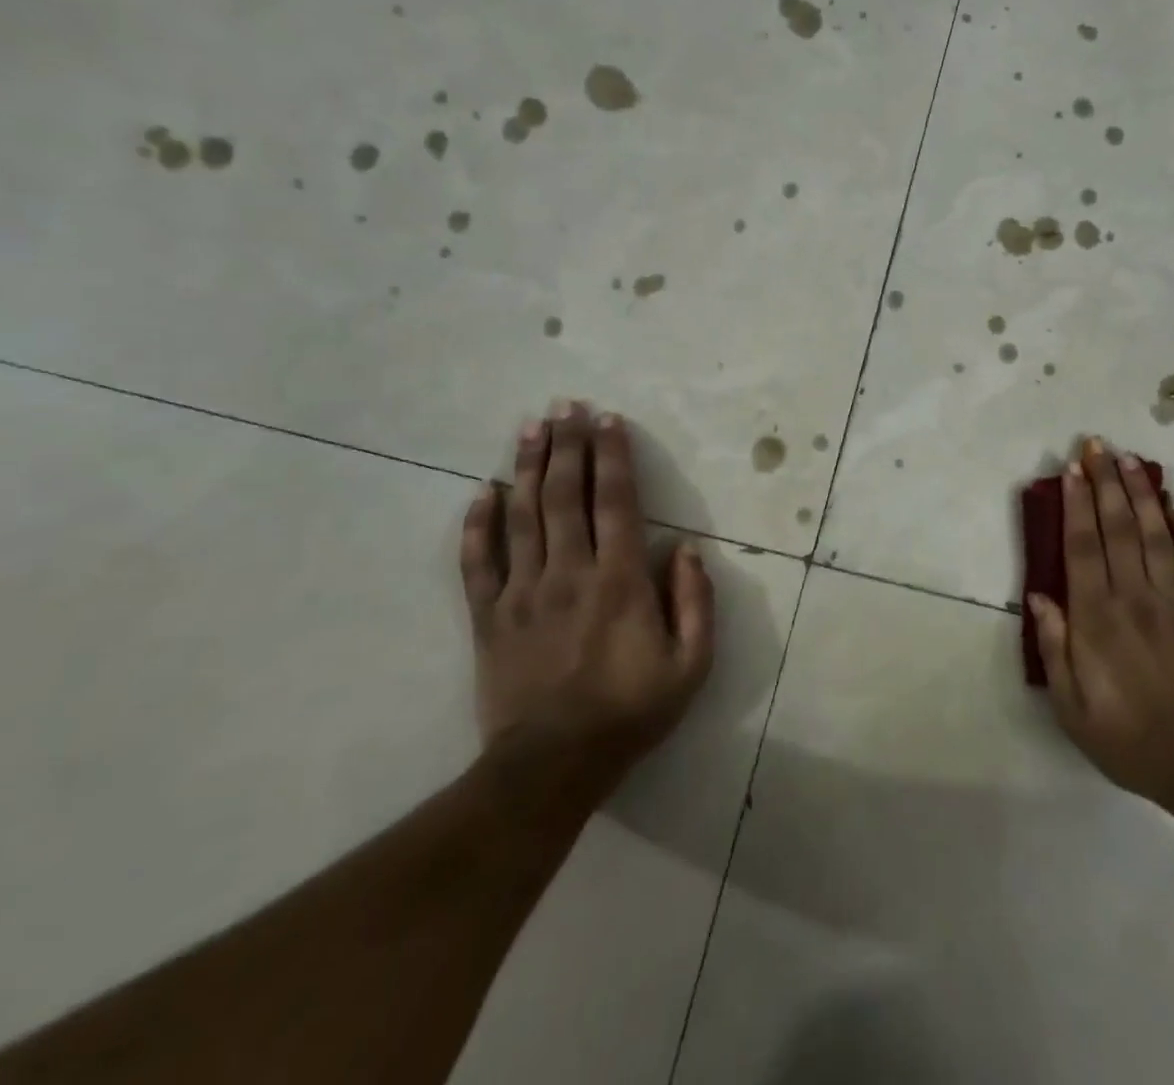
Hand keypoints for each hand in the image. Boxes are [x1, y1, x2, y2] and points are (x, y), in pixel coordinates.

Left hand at [460, 402, 713, 798]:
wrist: (552, 767)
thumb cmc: (630, 712)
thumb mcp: (690, 666)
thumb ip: (695, 603)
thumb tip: (688, 550)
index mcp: (620, 582)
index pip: (616, 503)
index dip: (613, 457)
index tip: (609, 420)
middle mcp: (569, 574)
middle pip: (567, 495)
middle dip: (569, 445)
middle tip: (567, 406)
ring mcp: (523, 593)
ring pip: (523, 516)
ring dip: (528, 467)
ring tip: (531, 427)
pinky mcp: (489, 617)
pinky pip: (478, 562)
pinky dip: (478, 524)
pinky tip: (482, 492)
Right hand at [1029, 438, 1173, 814]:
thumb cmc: (1129, 738)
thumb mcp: (1072, 707)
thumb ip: (1054, 647)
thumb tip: (1039, 595)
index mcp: (1096, 618)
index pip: (1082, 547)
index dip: (1076, 504)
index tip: (1072, 470)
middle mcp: (1133, 596)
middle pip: (1117, 527)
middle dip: (1105, 482)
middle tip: (1096, 445)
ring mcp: (1172, 600)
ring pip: (1154, 533)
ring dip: (1140, 492)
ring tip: (1130, 459)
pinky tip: (1173, 501)